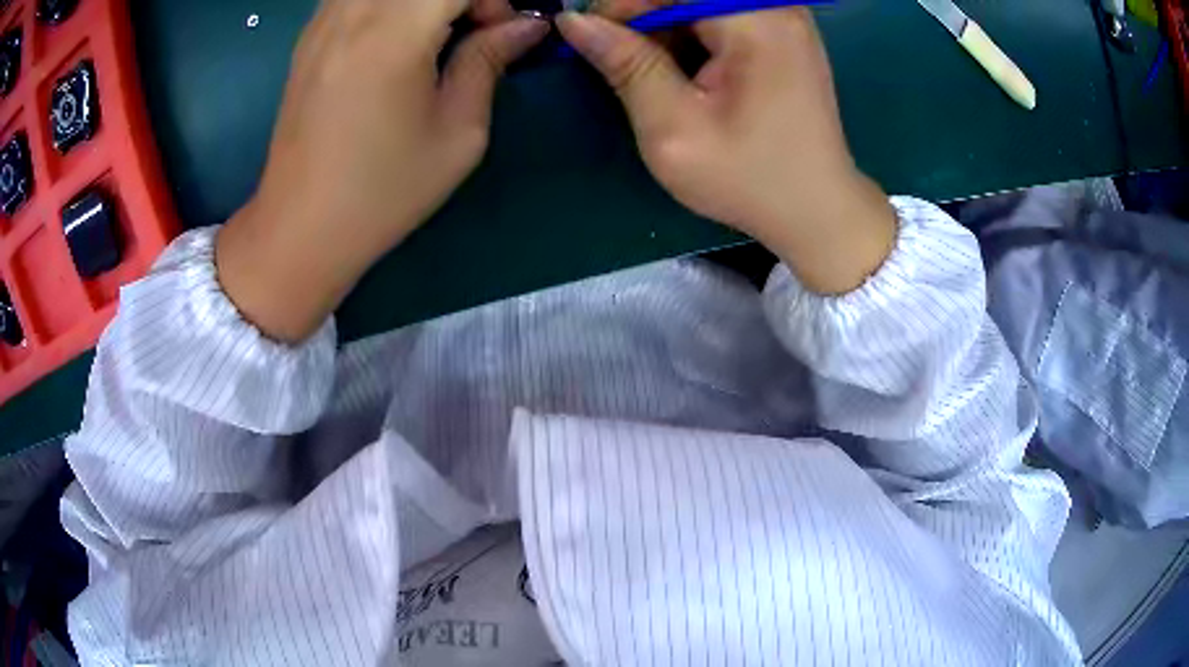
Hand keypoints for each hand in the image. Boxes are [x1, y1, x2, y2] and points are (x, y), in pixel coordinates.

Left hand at [217, 0, 547, 342]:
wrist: (300, 228)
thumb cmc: (382, 191)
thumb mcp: (457, 133)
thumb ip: (489, 61)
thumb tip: (526, 25)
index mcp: (393, 33)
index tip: (500, 32)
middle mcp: (352, 11)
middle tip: (472, 31)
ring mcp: (323, 21)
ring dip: (424, 1)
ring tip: (436, 35)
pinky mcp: (309, 36)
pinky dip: (393, 5)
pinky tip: (398, 38)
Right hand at [557, 9, 896, 294]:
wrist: (817, 210)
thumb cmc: (749, 178)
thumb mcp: (674, 128)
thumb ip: (626, 65)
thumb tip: (575, 22)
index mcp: (756, 21)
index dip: (621, 7)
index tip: (594, 43)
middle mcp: (776, 7)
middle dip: (643, 19)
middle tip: (623, 65)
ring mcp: (784, 18)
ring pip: (699, 4)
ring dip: (666, 30)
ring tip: (661, 80)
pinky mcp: (783, 33)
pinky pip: (720, 16)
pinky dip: (692, 36)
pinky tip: (689, 74)